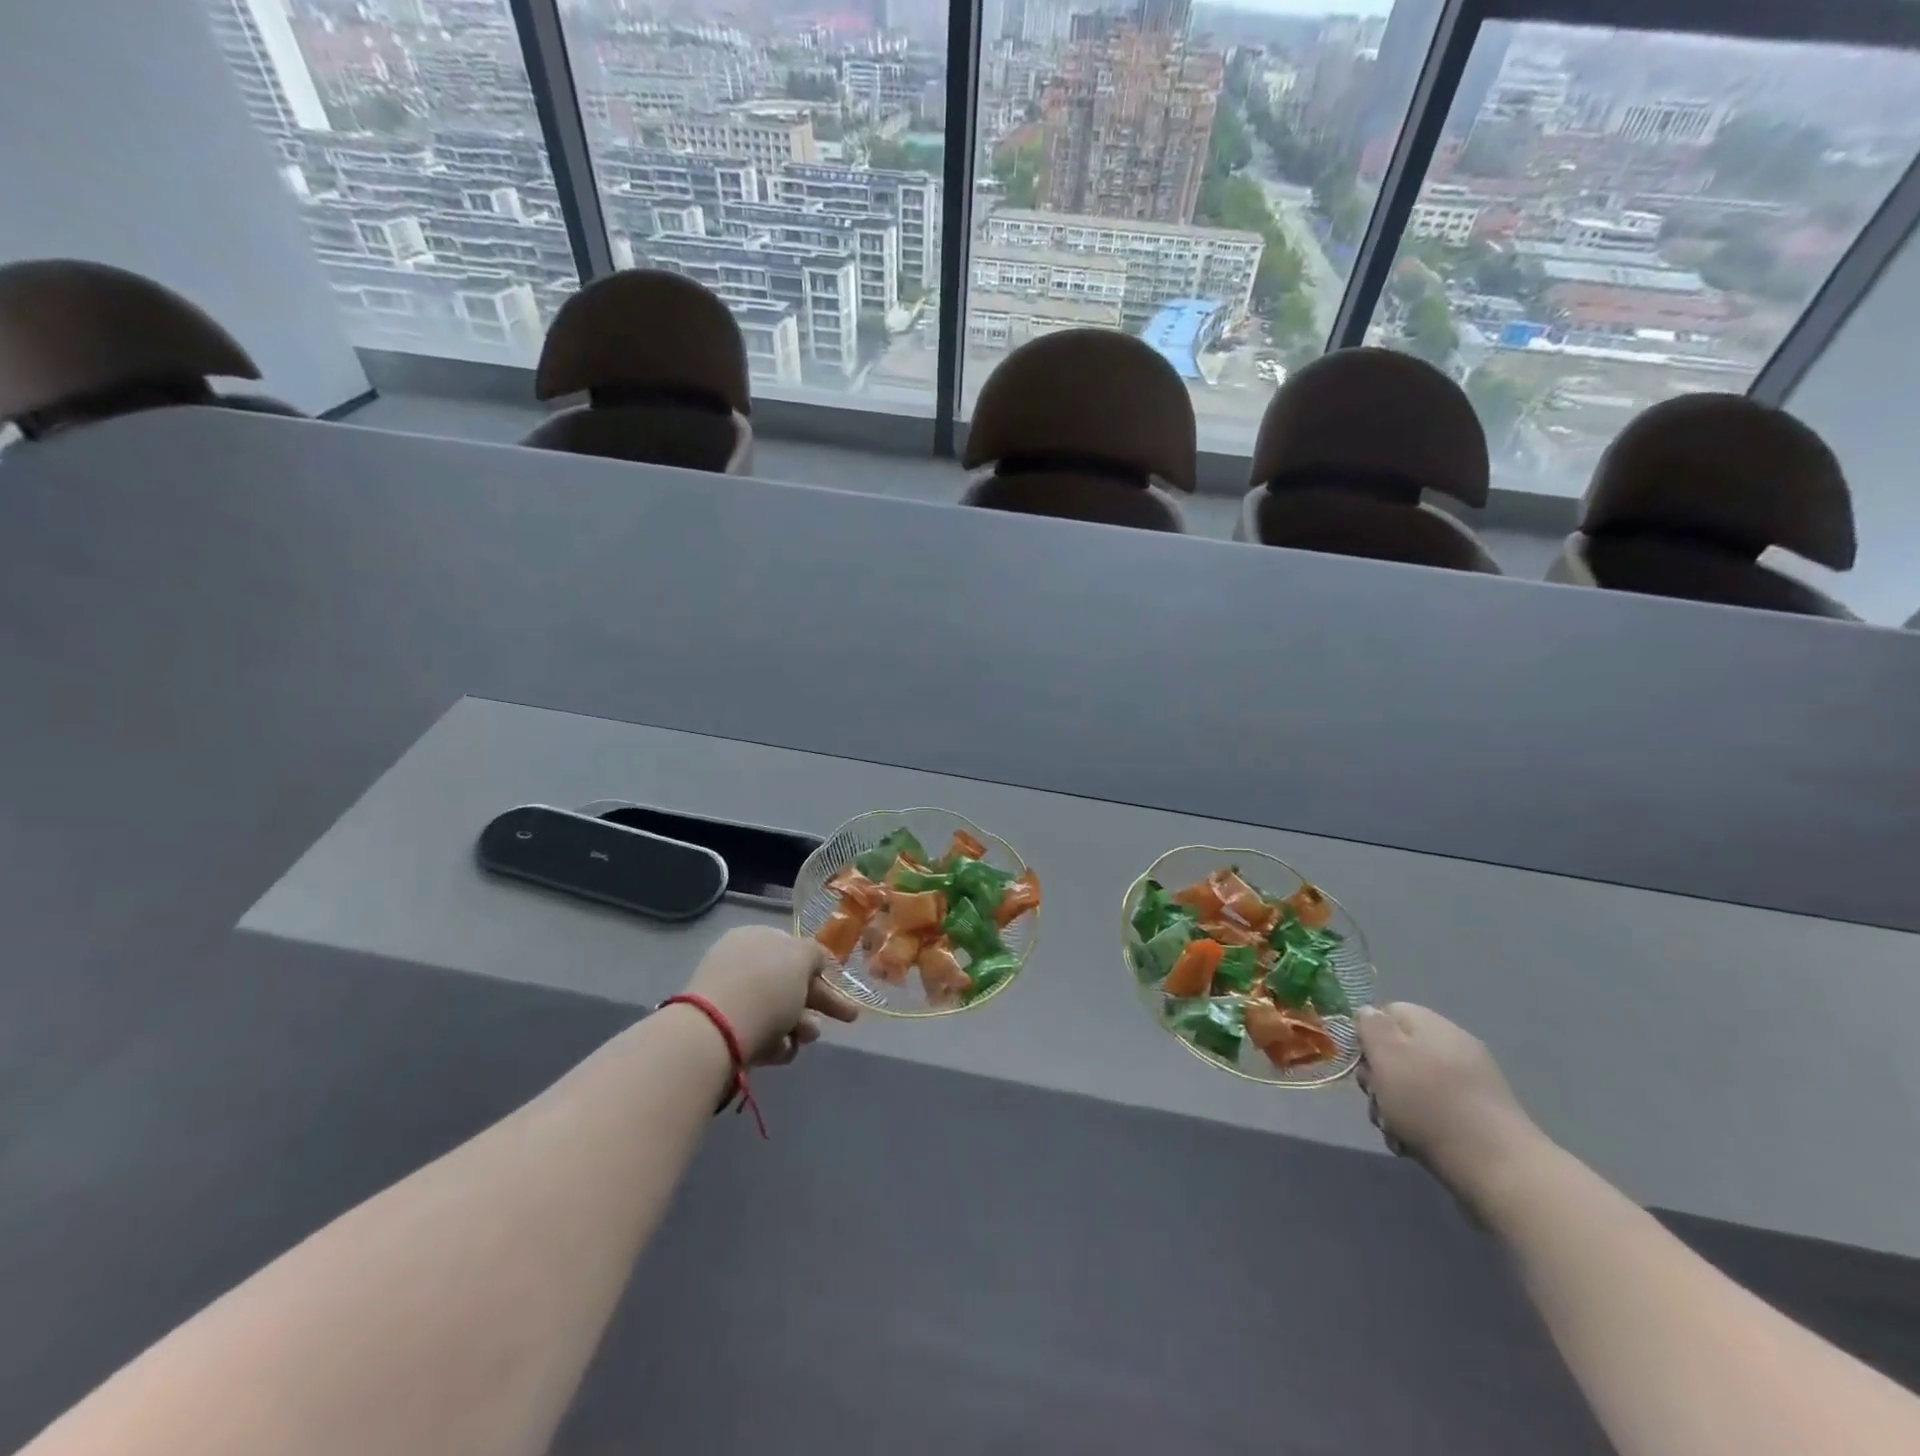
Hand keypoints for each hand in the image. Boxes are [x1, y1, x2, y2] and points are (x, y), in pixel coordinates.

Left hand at [682, 926, 859, 1066]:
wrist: (716, 1032)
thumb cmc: (766, 987)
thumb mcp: (802, 957)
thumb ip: (816, 954)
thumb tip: (814, 960)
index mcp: (757, 938)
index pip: (794, 950)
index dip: (820, 968)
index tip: (841, 986)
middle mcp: (742, 964)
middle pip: (789, 983)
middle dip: (818, 1002)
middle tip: (847, 1018)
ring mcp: (731, 999)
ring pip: (778, 1012)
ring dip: (801, 1025)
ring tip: (805, 1037)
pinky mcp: (724, 1032)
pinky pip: (760, 1034)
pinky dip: (776, 1043)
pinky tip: (780, 1051)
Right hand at [1355, 1003, 1542, 1212]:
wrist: (1498, 1168)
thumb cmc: (1430, 1104)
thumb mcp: (1386, 1057)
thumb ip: (1370, 1027)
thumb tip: (1369, 1013)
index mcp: (1432, 1025)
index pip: (1388, 1012)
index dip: (1368, 1034)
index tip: (1362, 1063)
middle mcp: (1453, 1047)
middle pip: (1398, 1051)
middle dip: (1380, 1077)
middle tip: (1376, 1100)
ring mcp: (1470, 1083)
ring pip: (1413, 1084)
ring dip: (1395, 1106)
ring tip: (1394, 1130)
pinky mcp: (1479, 1116)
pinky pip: (1435, 1110)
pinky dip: (1419, 1124)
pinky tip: (1413, 1145)